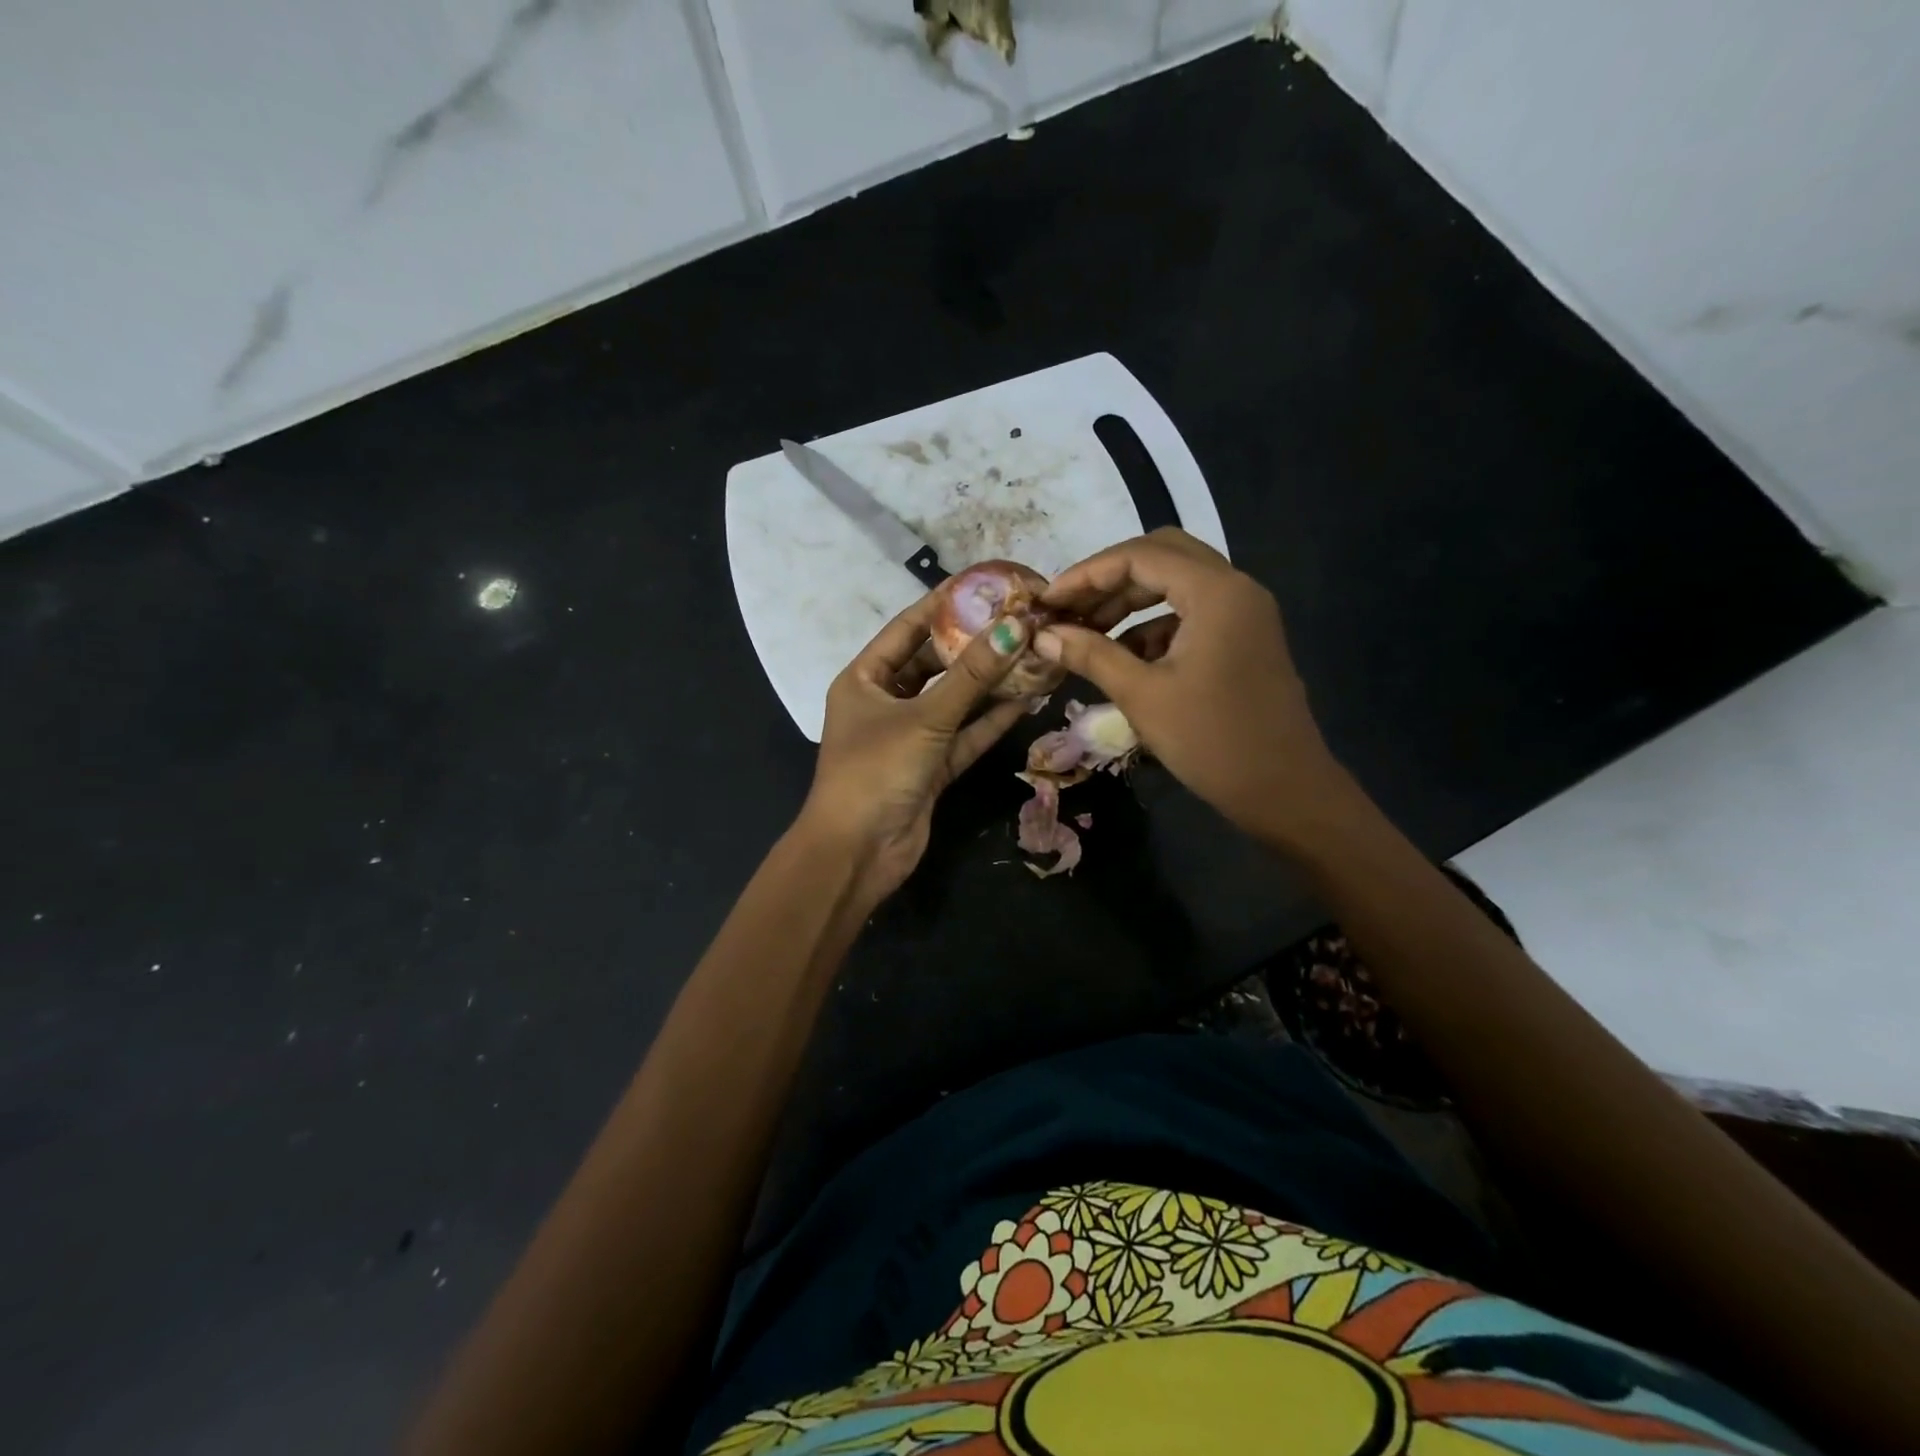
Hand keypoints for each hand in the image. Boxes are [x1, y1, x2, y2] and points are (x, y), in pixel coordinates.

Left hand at [800, 593, 1031, 902]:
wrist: (857, 853)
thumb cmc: (876, 771)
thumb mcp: (924, 717)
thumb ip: (971, 676)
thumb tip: (1016, 627)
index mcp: (864, 679)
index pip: (908, 628)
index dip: (945, 604)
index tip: (987, 585)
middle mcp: (885, 702)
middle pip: (935, 663)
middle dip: (975, 644)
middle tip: (1020, 619)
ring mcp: (910, 736)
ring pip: (955, 700)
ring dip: (990, 682)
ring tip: (1032, 653)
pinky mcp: (931, 766)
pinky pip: (965, 734)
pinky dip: (991, 719)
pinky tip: (1026, 698)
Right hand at [1035, 528, 1352, 844]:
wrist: (1285, 790)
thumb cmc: (1212, 741)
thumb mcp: (1142, 695)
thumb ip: (1090, 655)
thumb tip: (1042, 636)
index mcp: (1215, 592)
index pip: (1140, 556)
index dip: (1086, 573)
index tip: (1048, 602)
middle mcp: (1235, 588)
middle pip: (1162, 556)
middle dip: (1109, 579)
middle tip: (1069, 608)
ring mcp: (1244, 613)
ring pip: (1177, 583)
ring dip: (1129, 601)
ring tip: (1086, 633)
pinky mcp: (1244, 638)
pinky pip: (1191, 613)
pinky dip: (1152, 625)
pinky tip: (1122, 657)